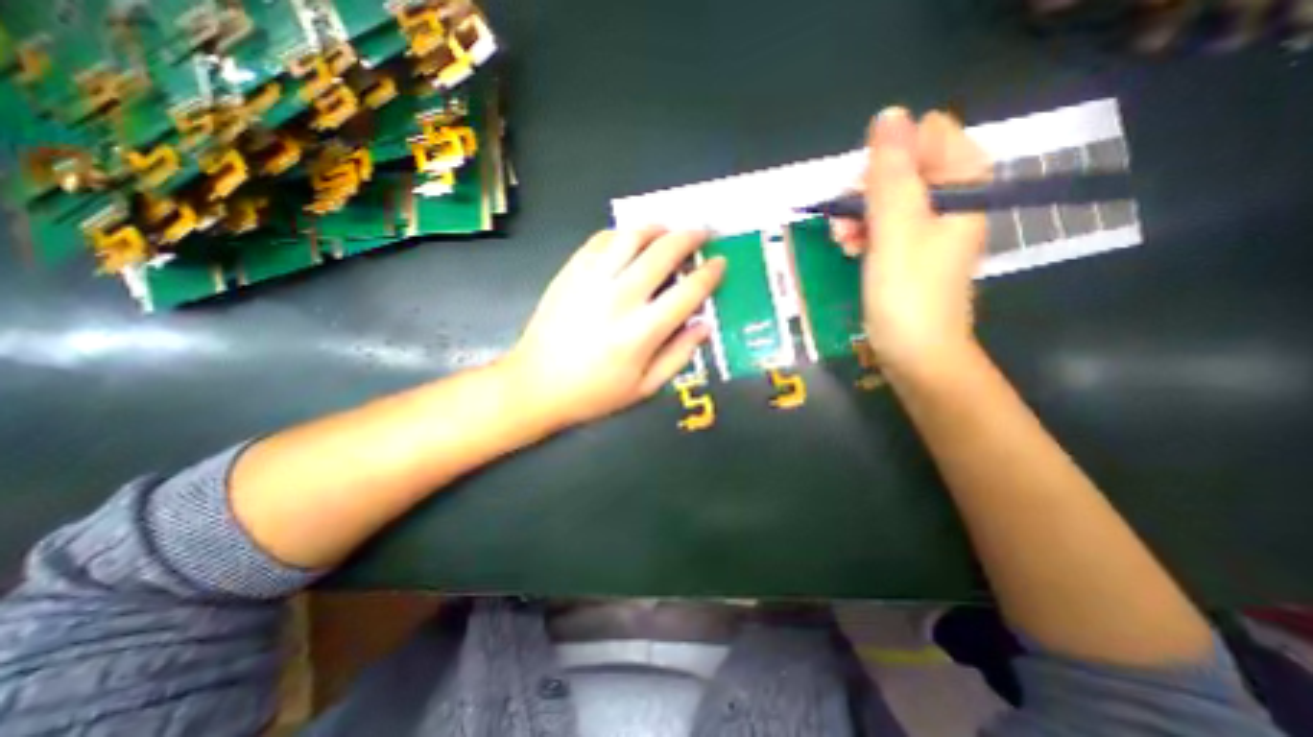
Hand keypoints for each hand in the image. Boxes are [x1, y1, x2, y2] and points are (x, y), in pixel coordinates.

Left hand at [503, 227, 726, 428]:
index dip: (710, 273)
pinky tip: (630, 240)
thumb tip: (705, 325)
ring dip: (657, 227)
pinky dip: (622, 234)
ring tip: (668, 231)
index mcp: (642, 332)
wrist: (536, 384)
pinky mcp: (570, 272)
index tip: (720, 263)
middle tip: (702, 232)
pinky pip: (601, 239)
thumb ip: (679, 355)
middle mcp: (620, 298)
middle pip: (663, 252)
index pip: (688, 291)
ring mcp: (592, 280)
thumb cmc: (594, 393)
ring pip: (632, 236)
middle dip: (690, 237)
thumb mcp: (644, 387)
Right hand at [835, 106, 991, 376]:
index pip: (927, 137)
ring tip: (840, 241)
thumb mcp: (895, 230)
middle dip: (867, 191)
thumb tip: (889, 115)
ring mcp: (929, 228)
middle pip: (904, 167)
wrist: (916, 354)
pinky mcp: (909, 252)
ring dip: (858, 214)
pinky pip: (883, 225)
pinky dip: (862, 233)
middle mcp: (950, 201)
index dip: (889, 159)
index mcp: (962, 186)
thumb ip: (890, 175)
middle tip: (846, 220)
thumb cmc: (907, 295)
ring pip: (887, 198)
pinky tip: (846, 248)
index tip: (865, 191)